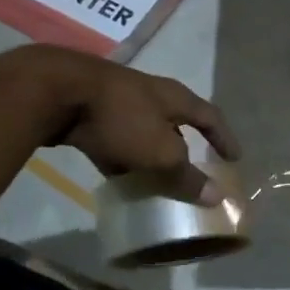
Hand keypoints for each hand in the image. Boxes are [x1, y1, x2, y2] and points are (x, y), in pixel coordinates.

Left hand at [32, 47, 240, 205]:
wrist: (55, 92)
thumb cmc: (122, 118)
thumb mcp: (160, 153)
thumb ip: (187, 176)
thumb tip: (216, 197)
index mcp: (176, 98)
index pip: (211, 117)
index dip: (224, 138)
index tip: (234, 158)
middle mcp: (151, 94)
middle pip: (177, 122)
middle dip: (185, 146)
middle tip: (193, 170)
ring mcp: (119, 101)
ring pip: (145, 132)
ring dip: (153, 154)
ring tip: (157, 180)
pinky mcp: (90, 111)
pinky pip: (116, 139)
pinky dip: (124, 158)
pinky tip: (120, 178)